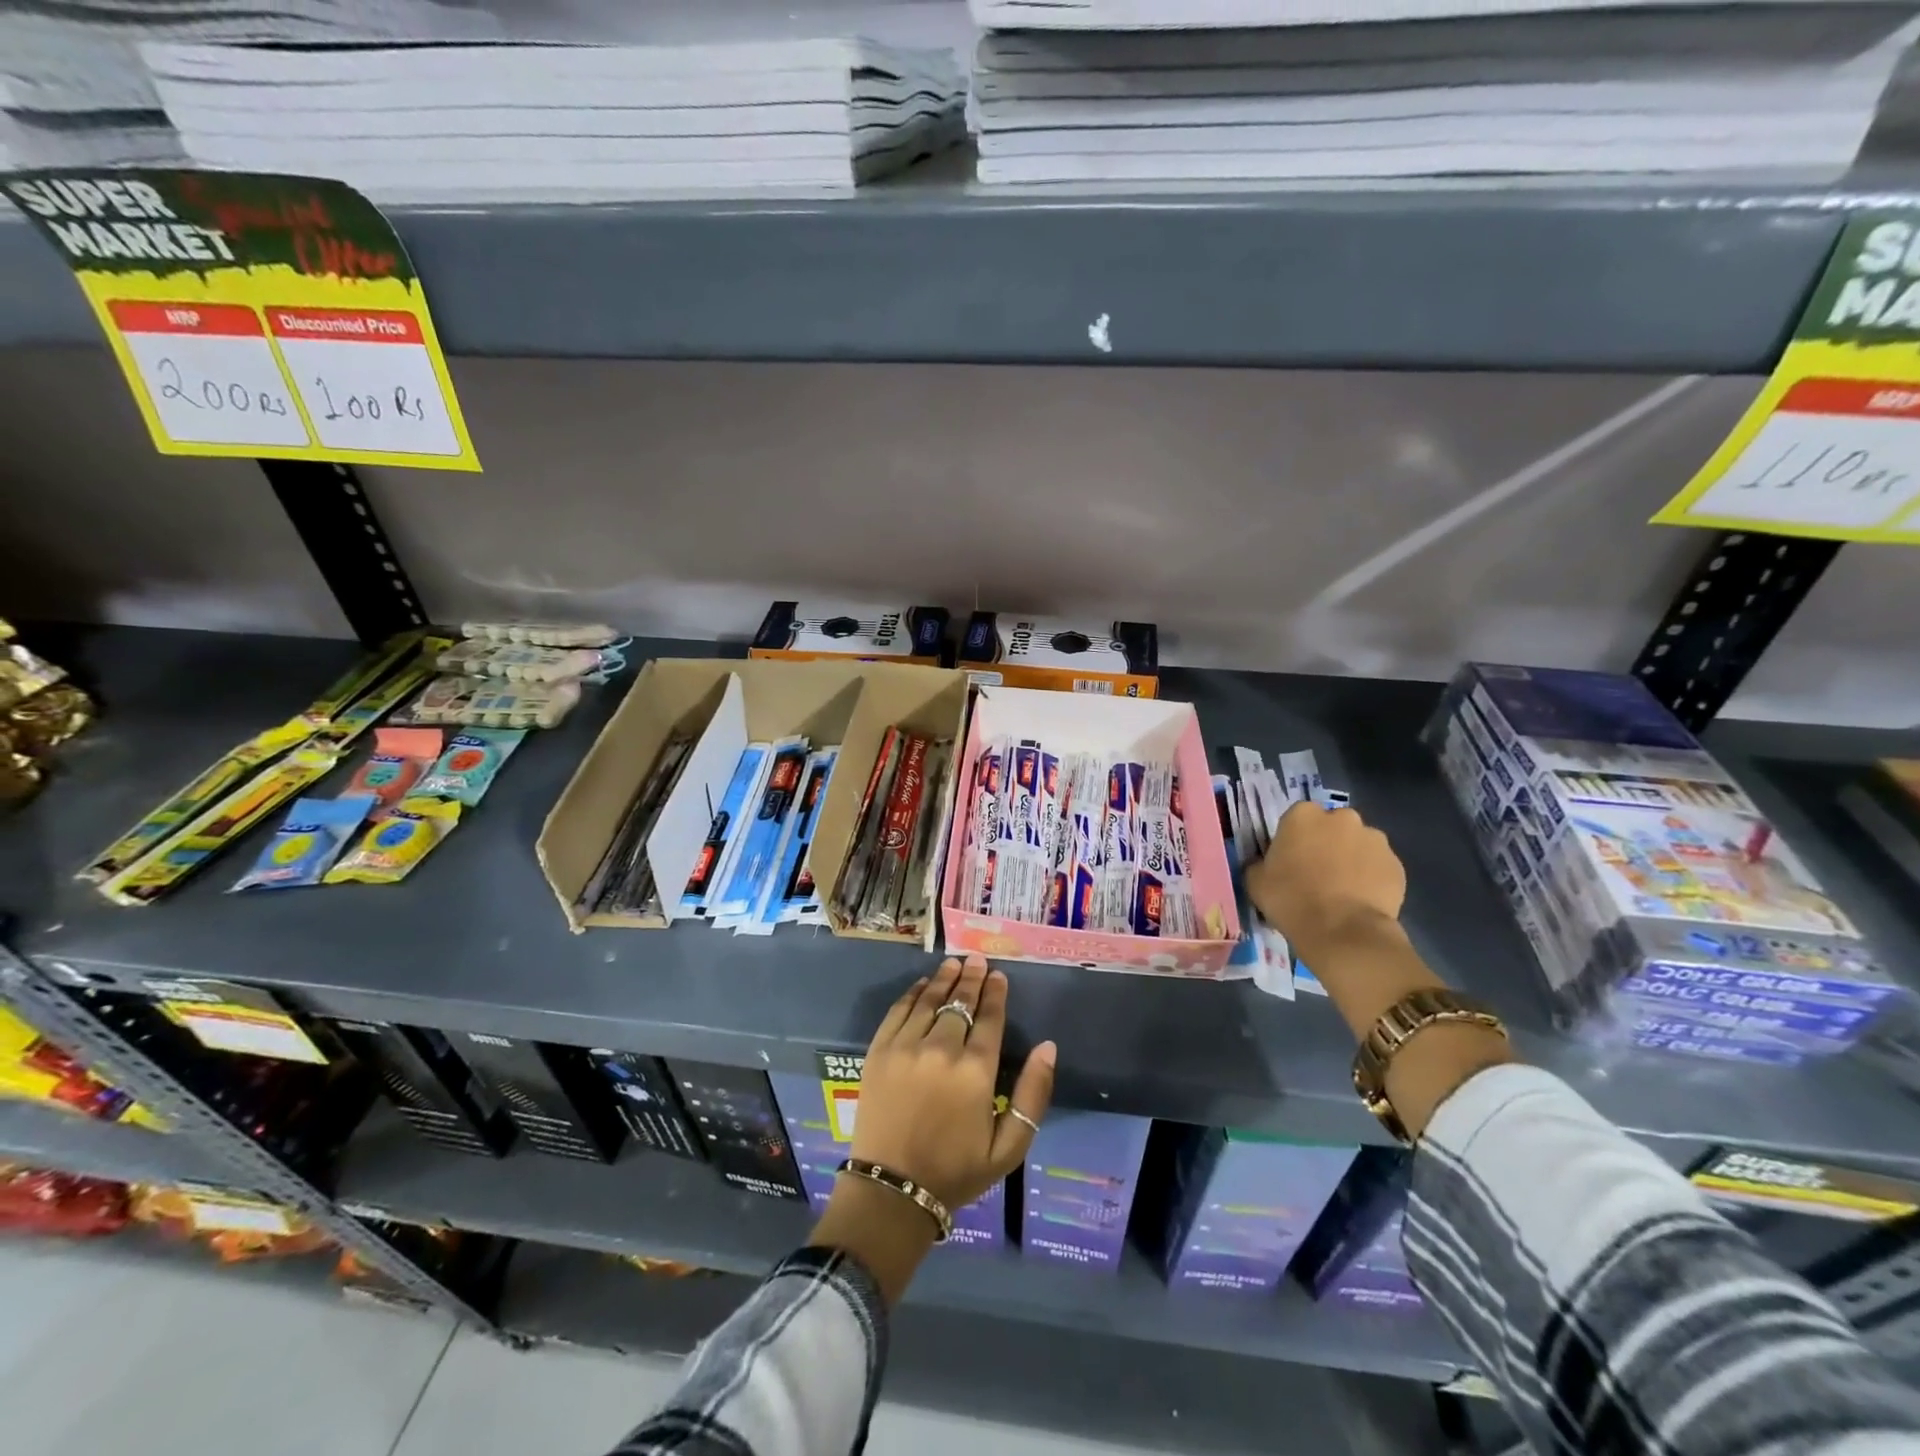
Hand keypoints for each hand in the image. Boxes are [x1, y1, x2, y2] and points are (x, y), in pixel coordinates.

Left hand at [851, 953, 1056, 1210]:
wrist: (892, 1190)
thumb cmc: (956, 1171)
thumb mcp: (1008, 1147)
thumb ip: (1033, 1095)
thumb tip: (1048, 1047)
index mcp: (975, 1072)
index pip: (990, 1019)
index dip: (996, 994)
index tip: (999, 976)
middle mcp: (941, 1049)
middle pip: (960, 1002)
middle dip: (971, 978)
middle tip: (977, 960)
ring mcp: (906, 1046)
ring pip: (930, 1000)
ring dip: (944, 978)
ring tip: (954, 963)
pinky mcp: (879, 1051)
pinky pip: (899, 1010)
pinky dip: (913, 993)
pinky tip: (922, 985)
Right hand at [1245, 802, 1406, 963]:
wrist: (1343, 932)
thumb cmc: (1291, 900)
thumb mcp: (1255, 881)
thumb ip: (1259, 864)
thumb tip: (1264, 864)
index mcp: (1303, 815)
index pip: (1296, 818)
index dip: (1294, 840)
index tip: (1290, 861)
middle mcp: (1342, 818)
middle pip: (1332, 827)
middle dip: (1327, 844)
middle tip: (1317, 874)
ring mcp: (1374, 840)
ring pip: (1358, 845)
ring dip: (1351, 859)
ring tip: (1343, 890)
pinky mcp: (1397, 865)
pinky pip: (1379, 867)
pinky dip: (1371, 878)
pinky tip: (1361, 900)